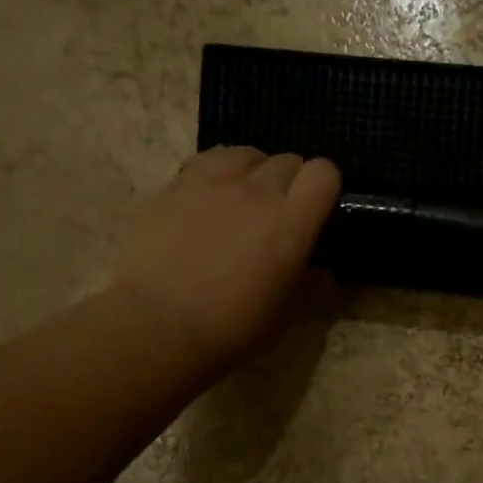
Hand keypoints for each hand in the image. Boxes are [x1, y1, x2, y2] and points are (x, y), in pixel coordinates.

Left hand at [112, 147, 340, 376]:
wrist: (158, 326)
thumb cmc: (230, 328)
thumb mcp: (284, 316)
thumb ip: (311, 287)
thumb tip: (323, 274)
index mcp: (292, 222)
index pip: (324, 173)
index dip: (325, 188)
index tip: (317, 213)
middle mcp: (257, 190)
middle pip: (287, 161)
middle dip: (291, 183)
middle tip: (278, 216)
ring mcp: (213, 181)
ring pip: (248, 154)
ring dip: (255, 172)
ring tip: (244, 201)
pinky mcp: (176, 184)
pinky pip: (209, 160)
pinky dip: (219, 172)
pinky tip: (210, 198)